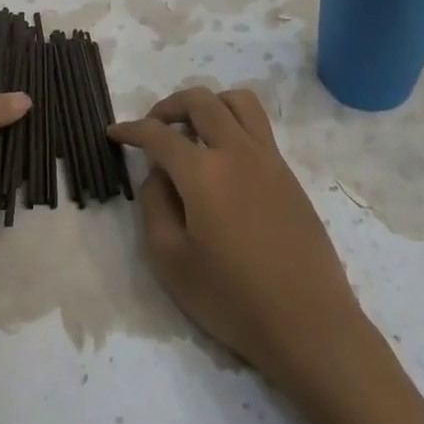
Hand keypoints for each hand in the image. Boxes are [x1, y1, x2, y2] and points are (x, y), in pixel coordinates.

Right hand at [109, 88, 368, 391]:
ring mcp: (269, 160)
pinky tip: (223, 162)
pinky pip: (258, 128)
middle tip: (153, 127)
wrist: (308, 323)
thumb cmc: (232, 298)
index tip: (114, 133)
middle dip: (169, 105)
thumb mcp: (170, 260)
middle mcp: (238, 152)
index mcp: (203, 172)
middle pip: (201, 101)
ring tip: (192, 131)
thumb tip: (158, 175)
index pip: (159, 134)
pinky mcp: (289, 176)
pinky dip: (234, 125)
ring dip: (209, 104)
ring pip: (239, 102)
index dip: (131, 130)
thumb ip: (154, 207)